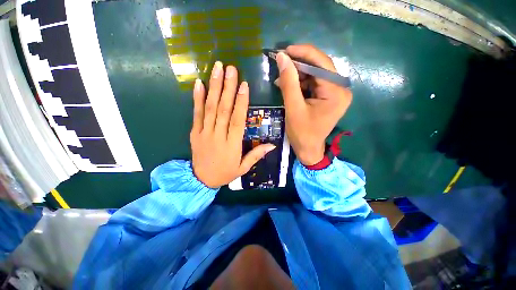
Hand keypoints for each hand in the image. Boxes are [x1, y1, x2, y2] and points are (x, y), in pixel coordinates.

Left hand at [190, 62, 275, 187]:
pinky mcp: (194, 132)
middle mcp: (218, 135)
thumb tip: (272, 145)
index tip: (244, 85)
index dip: (241, 102)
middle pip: (224, 109)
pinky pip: (196, 113)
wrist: (201, 180)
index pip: (237, 120)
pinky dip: (197, 98)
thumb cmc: (225, 173)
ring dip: (214, 87)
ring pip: (210, 108)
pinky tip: (199, 83)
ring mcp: (204, 132)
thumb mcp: (243, 168)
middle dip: (228, 87)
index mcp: (232, 144)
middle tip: (230, 68)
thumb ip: (256, 155)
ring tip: (217, 69)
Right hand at [275, 44, 351, 165]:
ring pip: (315, 75)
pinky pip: (315, 84)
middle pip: (319, 68)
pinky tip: (289, 87)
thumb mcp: (293, 108)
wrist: (309, 150)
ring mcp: (336, 93)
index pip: (321, 63)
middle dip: (298, 66)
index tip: (284, 51)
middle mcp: (341, 89)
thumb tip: (282, 57)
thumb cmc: (301, 133)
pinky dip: (301, 84)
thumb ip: (289, 82)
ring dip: (298, 75)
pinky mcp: (329, 97)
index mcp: (336, 92)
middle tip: (281, 66)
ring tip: (281, 80)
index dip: (302, 53)